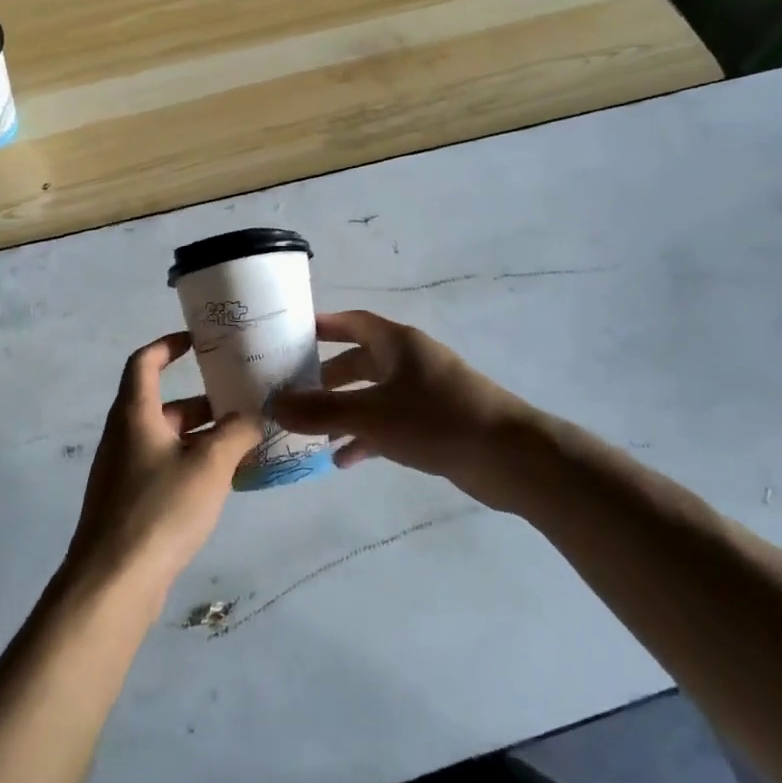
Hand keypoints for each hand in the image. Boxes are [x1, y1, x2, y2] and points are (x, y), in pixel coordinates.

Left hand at [64, 332, 260, 601]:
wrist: (113, 583)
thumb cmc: (159, 510)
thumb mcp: (209, 465)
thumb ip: (236, 433)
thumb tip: (255, 415)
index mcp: (134, 415)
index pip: (144, 362)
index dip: (168, 345)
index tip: (199, 342)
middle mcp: (125, 436)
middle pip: (162, 404)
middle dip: (202, 401)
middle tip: (242, 401)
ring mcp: (124, 472)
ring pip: (167, 440)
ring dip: (202, 436)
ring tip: (244, 442)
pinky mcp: (130, 504)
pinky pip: (165, 469)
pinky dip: (192, 465)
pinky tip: (224, 482)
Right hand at [272, 310, 542, 511]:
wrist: (508, 457)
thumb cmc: (435, 420)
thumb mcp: (370, 414)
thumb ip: (320, 411)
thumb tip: (272, 405)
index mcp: (398, 343)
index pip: (354, 322)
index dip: (325, 325)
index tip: (293, 333)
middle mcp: (410, 361)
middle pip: (361, 361)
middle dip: (327, 377)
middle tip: (294, 391)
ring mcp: (425, 393)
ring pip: (373, 396)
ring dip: (344, 412)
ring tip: (311, 433)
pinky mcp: (435, 424)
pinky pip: (390, 423)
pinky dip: (366, 437)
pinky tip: (344, 460)